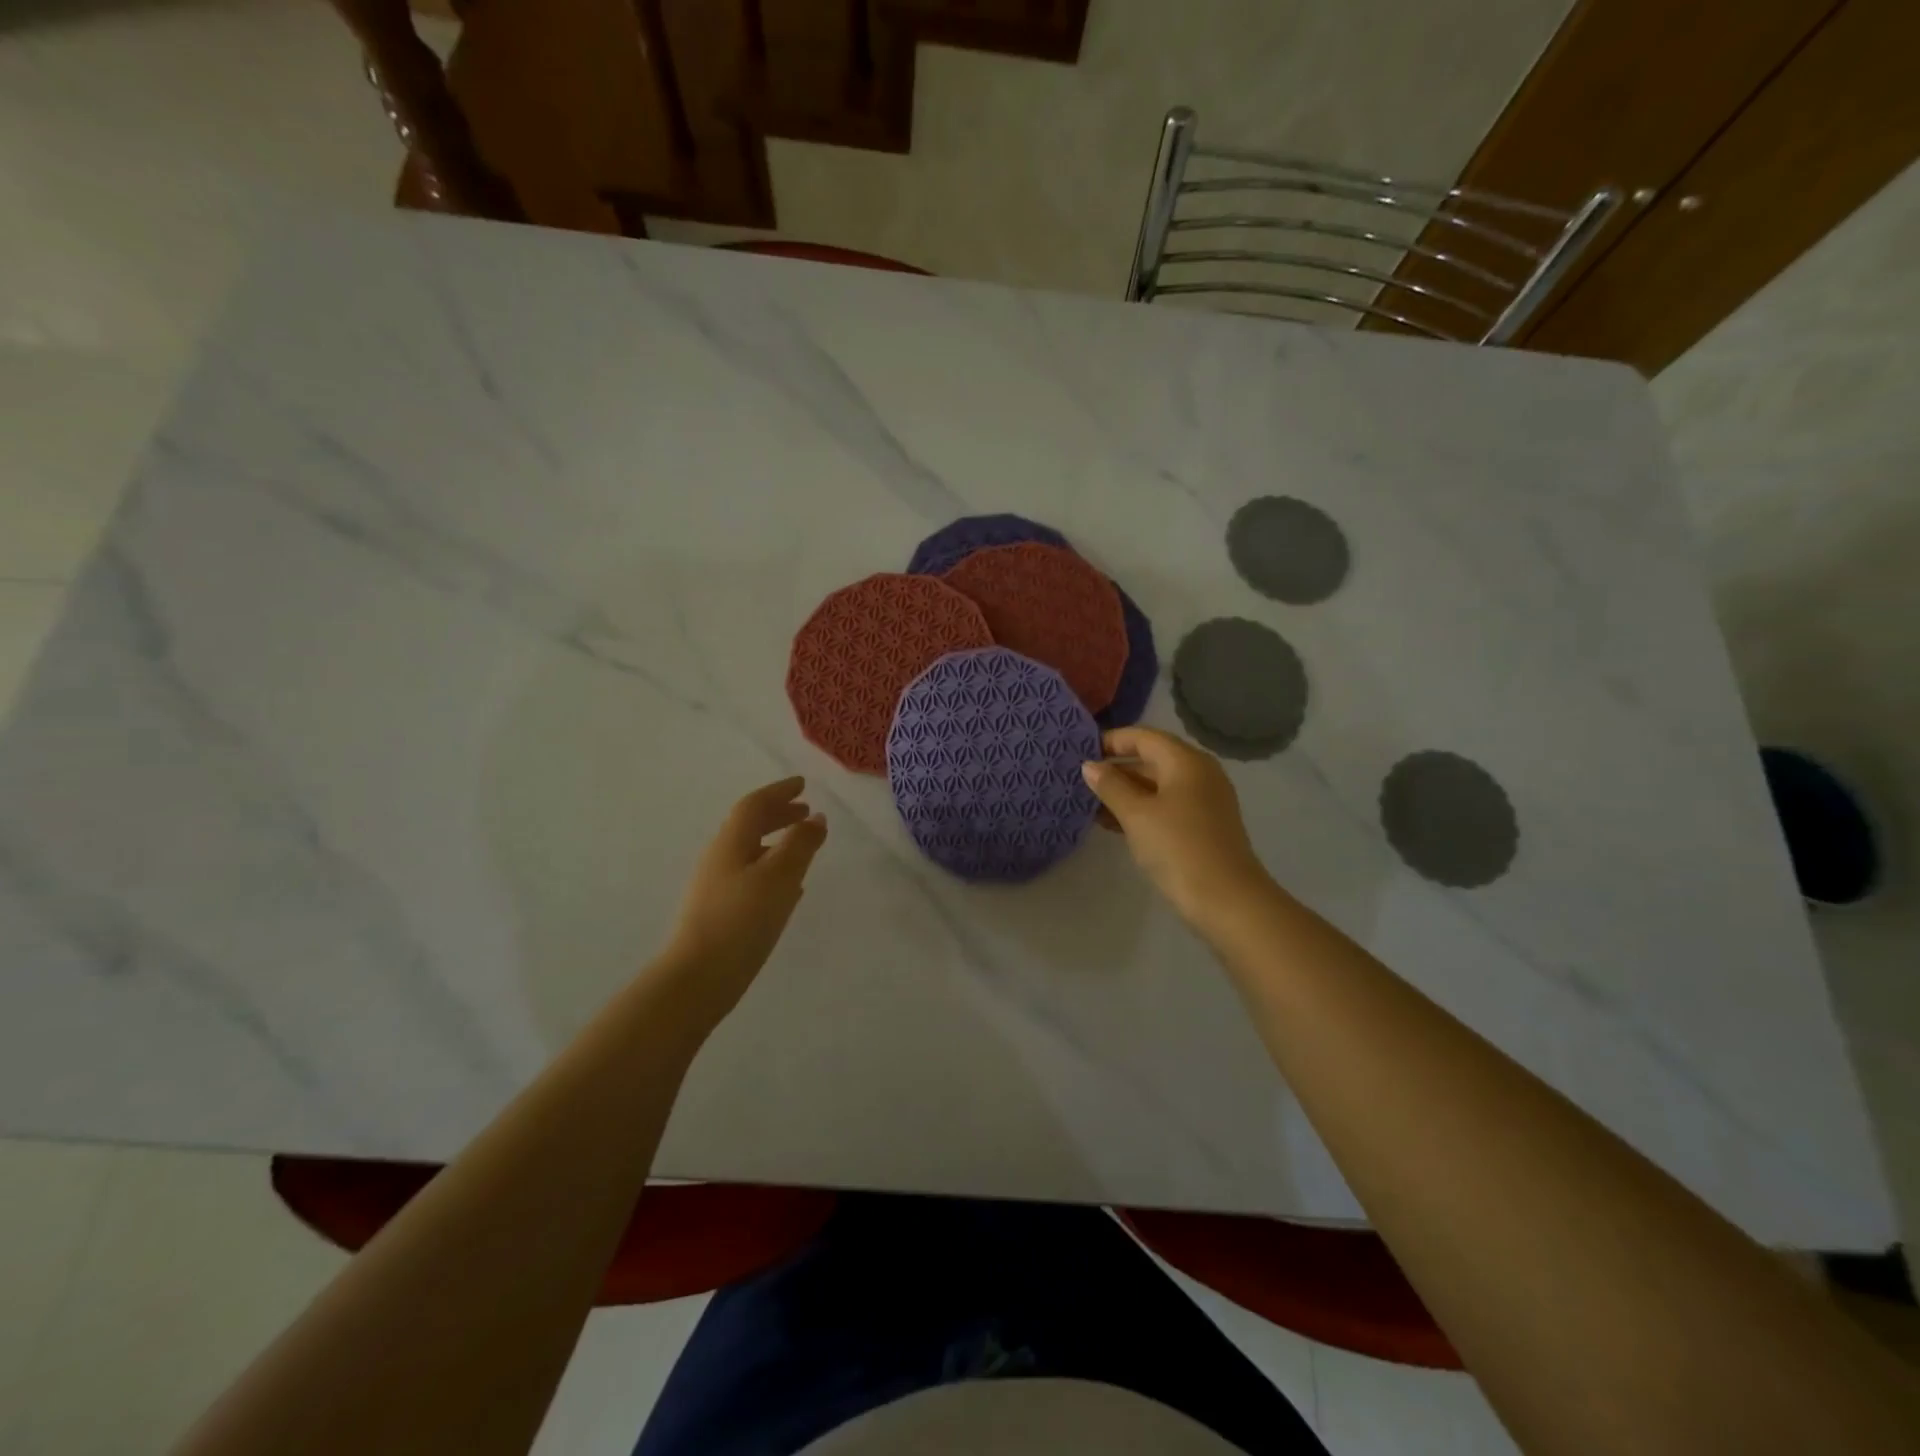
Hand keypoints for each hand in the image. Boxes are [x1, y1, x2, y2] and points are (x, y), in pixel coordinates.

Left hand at [659, 776, 827, 1024]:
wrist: (697, 979)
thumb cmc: (742, 921)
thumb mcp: (780, 877)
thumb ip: (800, 844)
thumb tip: (816, 818)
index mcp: (731, 843)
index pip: (755, 805)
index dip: (779, 792)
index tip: (803, 785)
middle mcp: (719, 859)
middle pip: (749, 826)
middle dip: (778, 815)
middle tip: (805, 812)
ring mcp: (715, 887)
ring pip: (750, 853)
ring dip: (776, 843)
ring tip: (801, 848)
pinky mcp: (718, 914)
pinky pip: (749, 878)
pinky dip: (771, 871)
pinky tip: (787, 890)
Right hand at [1081, 728, 1271, 929]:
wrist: (1226, 900)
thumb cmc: (1178, 847)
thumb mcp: (1136, 814)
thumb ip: (1110, 786)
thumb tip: (1089, 766)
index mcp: (1186, 761)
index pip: (1143, 737)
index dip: (1111, 741)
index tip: (1079, 752)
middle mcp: (1198, 773)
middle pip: (1151, 759)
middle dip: (1115, 769)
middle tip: (1079, 780)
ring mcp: (1203, 800)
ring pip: (1156, 785)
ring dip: (1124, 792)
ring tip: (1088, 803)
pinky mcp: (1203, 825)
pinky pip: (1165, 805)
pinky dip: (1140, 809)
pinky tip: (1112, 824)